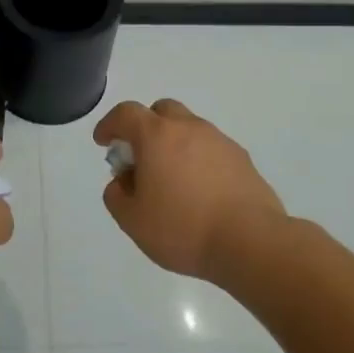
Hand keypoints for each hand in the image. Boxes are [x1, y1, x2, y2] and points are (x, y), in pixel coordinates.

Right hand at [93, 99, 285, 281]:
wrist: (250, 241)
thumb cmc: (182, 228)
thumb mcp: (132, 220)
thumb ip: (117, 195)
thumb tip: (123, 182)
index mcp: (157, 136)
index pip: (126, 114)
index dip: (110, 125)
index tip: (104, 143)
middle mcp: (189, 128)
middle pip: (161, 111)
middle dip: (145, 127)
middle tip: (140, 158)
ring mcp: (219, 141)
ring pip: (189, 129)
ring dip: (174, 144)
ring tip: (171, 180)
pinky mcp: (242, 159)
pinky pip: (211, 149)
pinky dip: (198, 160)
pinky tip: (199, 191)